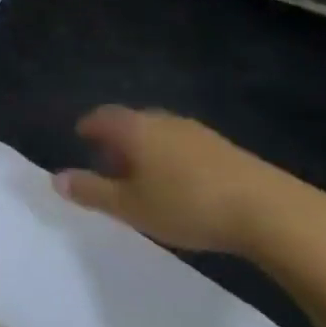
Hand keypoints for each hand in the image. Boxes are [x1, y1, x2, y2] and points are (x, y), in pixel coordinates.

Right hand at [55, 106, 308, 253]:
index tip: (81, 138)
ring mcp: (197, 132)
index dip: (89, 126)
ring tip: (143, 178)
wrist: (268, 210)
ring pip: (160, 133)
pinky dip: (171, 158)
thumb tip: (56, 179)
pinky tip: (180, 184)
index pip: (102, 116)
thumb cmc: (186, 205)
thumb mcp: (130, 206)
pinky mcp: (225, 149)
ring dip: (146, 149)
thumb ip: (92, 191)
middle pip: (132, 122)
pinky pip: (184, 145)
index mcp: (135, 129)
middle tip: (109, 164)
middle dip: (117, 139)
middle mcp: (163, 121)